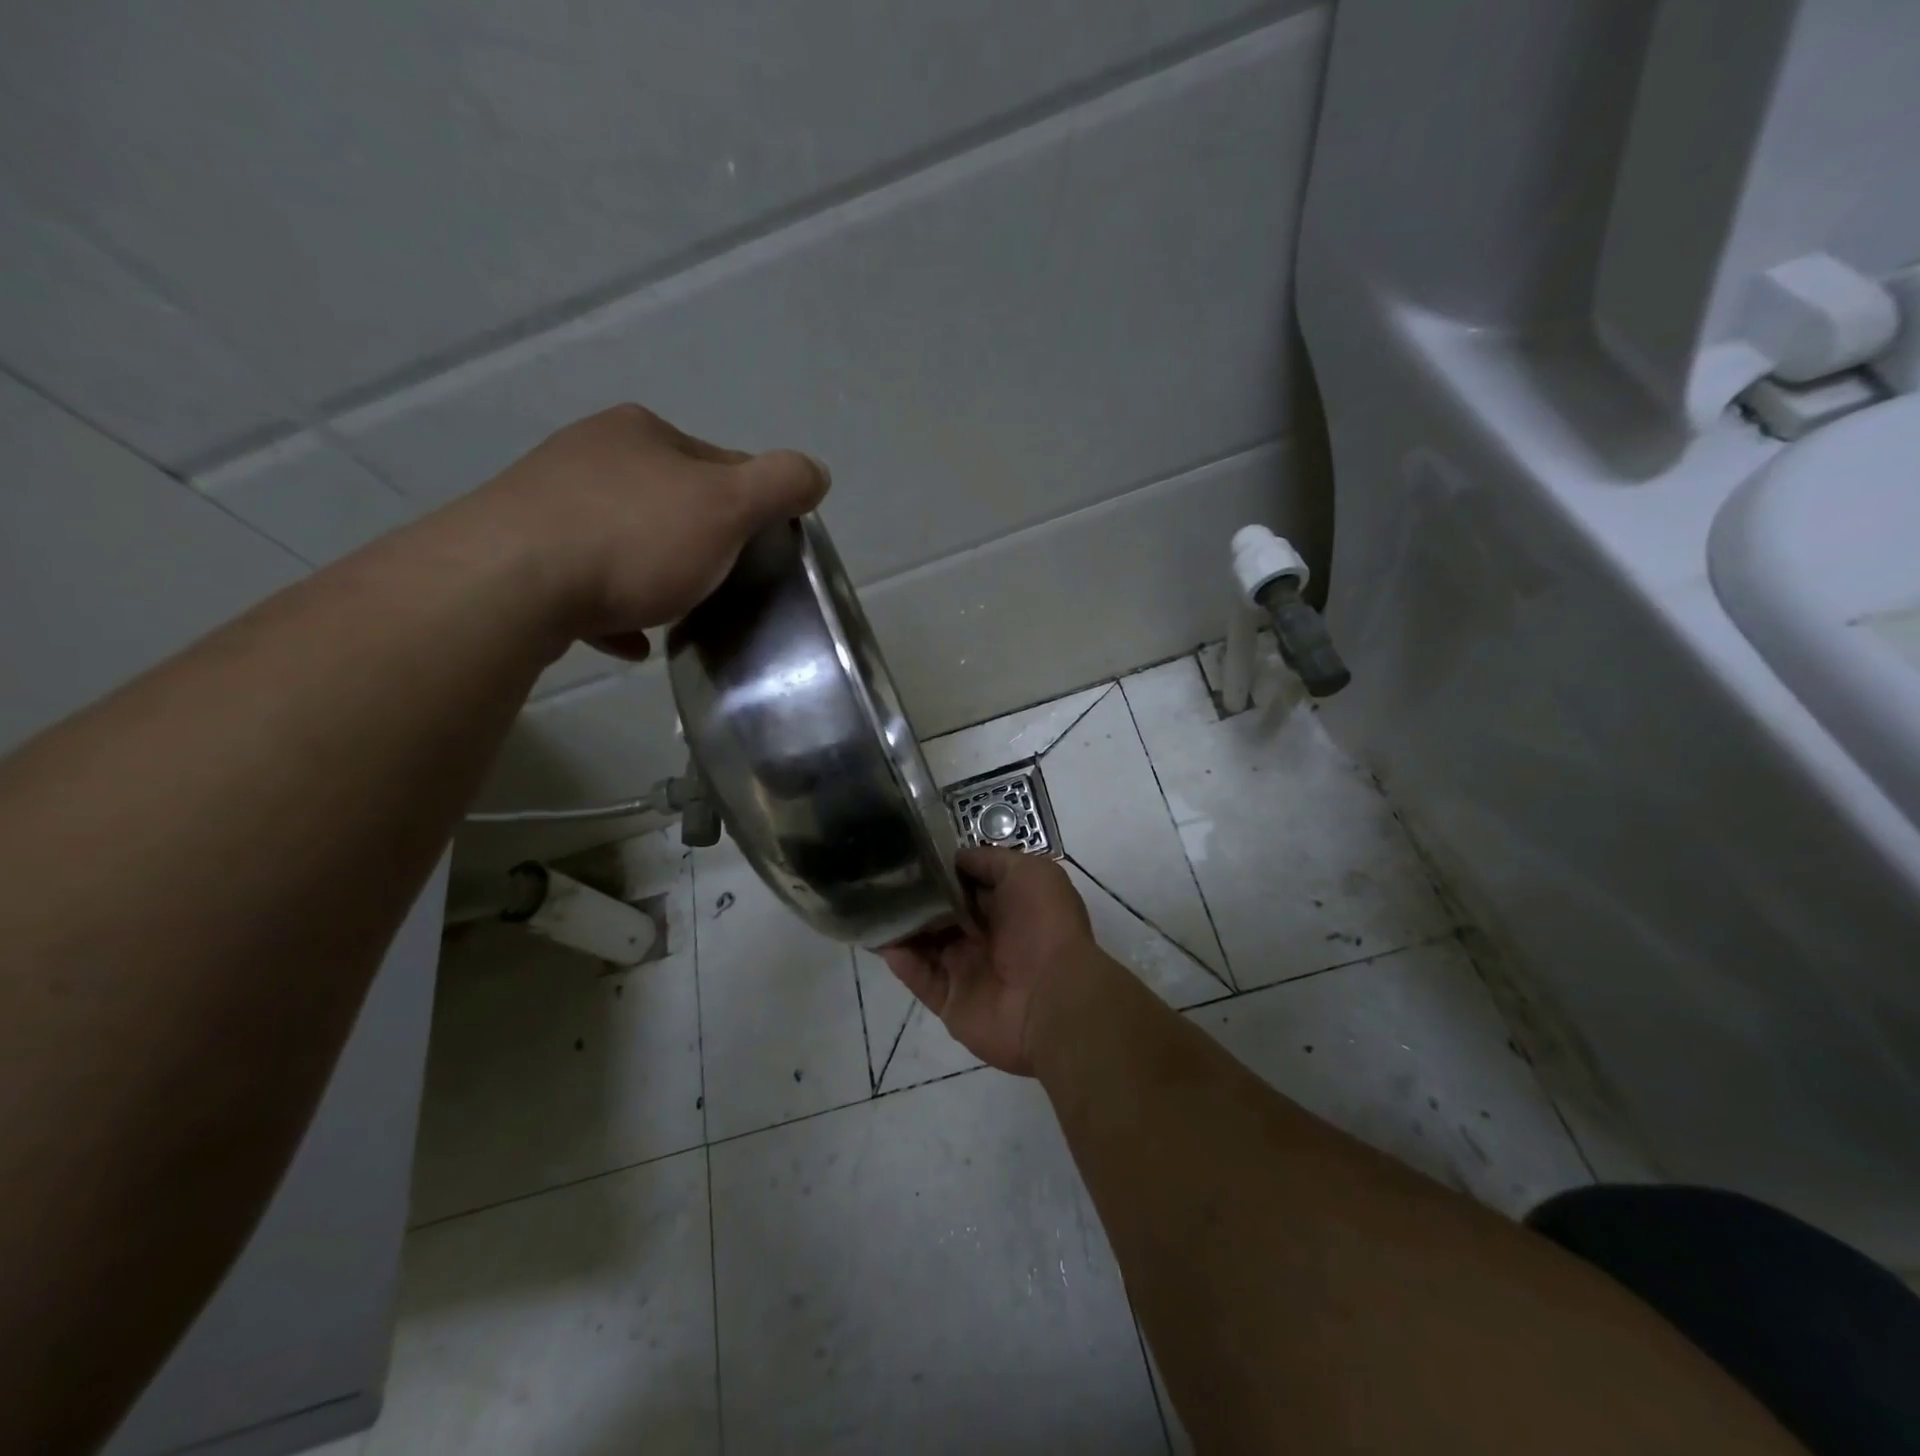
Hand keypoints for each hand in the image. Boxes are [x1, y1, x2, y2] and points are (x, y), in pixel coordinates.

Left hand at [455, 404, 828, 658]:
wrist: (512, 584)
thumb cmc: (635, 538)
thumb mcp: (728, 507)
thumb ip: (780, 485)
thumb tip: (815, 471)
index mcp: (641, 432)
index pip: (719, 463)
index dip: (749, 506)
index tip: (759, 551)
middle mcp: (590, 453)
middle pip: (670, 501)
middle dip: (698, 542)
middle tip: (718, 584)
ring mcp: (547, 501)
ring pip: (624, 540)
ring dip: (653, 574)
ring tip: (675, 613)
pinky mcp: (519, 551)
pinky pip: (585, 579)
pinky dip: (613, 607)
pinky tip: (629, 640)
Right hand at [880, 848, 1101, 1074]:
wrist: (1053, 998)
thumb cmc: (1045, 926)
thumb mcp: (1030, 873)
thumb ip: (990, 861)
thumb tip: (955, 859)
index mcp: (1006, 906)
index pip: (964, 885)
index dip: (940, 871)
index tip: (909, 854)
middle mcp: (984, 936)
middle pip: (939, 913)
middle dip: (915, 897)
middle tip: (881, 878)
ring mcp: (966, 970)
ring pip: (924, 945)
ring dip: (901, 926)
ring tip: (872, 904)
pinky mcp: (950, 1001)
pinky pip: (919, 978)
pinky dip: (901, 960)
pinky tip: (882, 940)